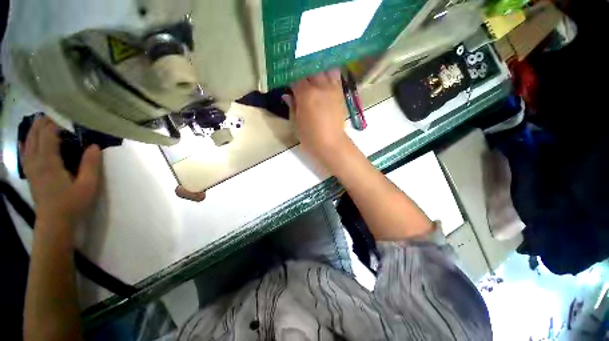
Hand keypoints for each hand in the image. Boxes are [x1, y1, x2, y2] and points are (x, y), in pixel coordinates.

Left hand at [20, 117, 101, 225]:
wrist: (54, 222)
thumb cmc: (72, 203)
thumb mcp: (87, 185)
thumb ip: (90, 164)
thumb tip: (94, 145)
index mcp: (49, 161)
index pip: (49, 134)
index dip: (57, 122)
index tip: (68, 115)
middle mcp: (36, 160)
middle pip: (36, 134)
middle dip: (46, 122)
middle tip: (59, 115)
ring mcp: (30, 167)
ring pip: (28, 141)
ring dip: (35, 129)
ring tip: (45, 121)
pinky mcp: (29, 173)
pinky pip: (24, 153)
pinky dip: (25, 142)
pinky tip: (27, 139)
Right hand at [284, 70, 348, 162]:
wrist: (332, 143)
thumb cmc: (310, 137)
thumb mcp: (296, 123)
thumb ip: (292, 105)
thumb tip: (287, 94)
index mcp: (306, 95)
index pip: (295, 77)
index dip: (289, 76)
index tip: (285, 77)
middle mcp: (320, 86)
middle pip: (309, 68)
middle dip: (301, 69)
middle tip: (296, 72)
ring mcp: (332, 88)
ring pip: (323, 67)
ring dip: (315, 67)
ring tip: (310, 70)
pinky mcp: (340, 92)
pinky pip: (335, 74)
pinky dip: (328, 71)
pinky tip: (323, 74)